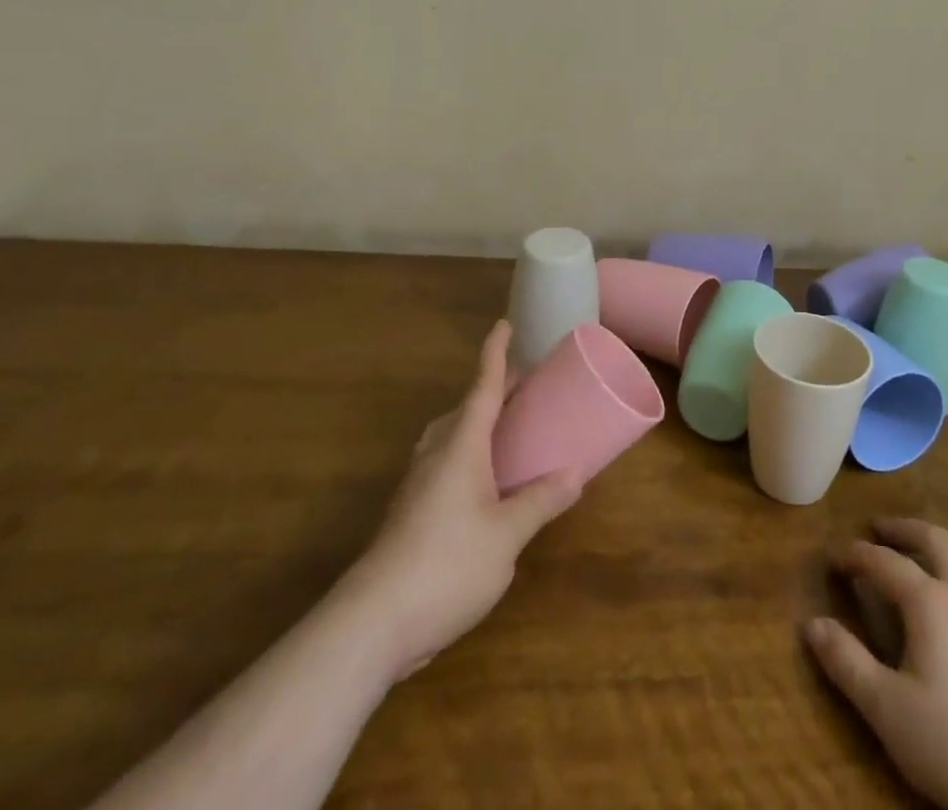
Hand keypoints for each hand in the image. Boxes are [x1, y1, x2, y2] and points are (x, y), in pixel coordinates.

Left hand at [345, 320, 581, 682]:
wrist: (372, 623)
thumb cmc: (446, 565)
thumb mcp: (507, 535)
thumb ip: (540, 501)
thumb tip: (576, 474)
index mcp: (461, 445)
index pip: (482, 386)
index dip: (495, 353)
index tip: (504, 324)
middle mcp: (437, 454)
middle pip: (466, 407)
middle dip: (493, 389)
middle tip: (525, 384)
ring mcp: (418, 484)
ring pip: (451, 435)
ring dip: (478, 421)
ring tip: (507, 428)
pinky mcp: (410, 512)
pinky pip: (444, 462)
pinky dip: (469, 452)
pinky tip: (484, 482)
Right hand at [806, 519, 947, 809]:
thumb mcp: (888, 712)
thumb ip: (846, 663)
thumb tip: (811, 624)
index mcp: (930, 602)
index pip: (884, 563)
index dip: (857, 555)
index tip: (835, 557)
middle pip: (936, 540)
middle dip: (905, 530)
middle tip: (882, 528)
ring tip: (936, 541)